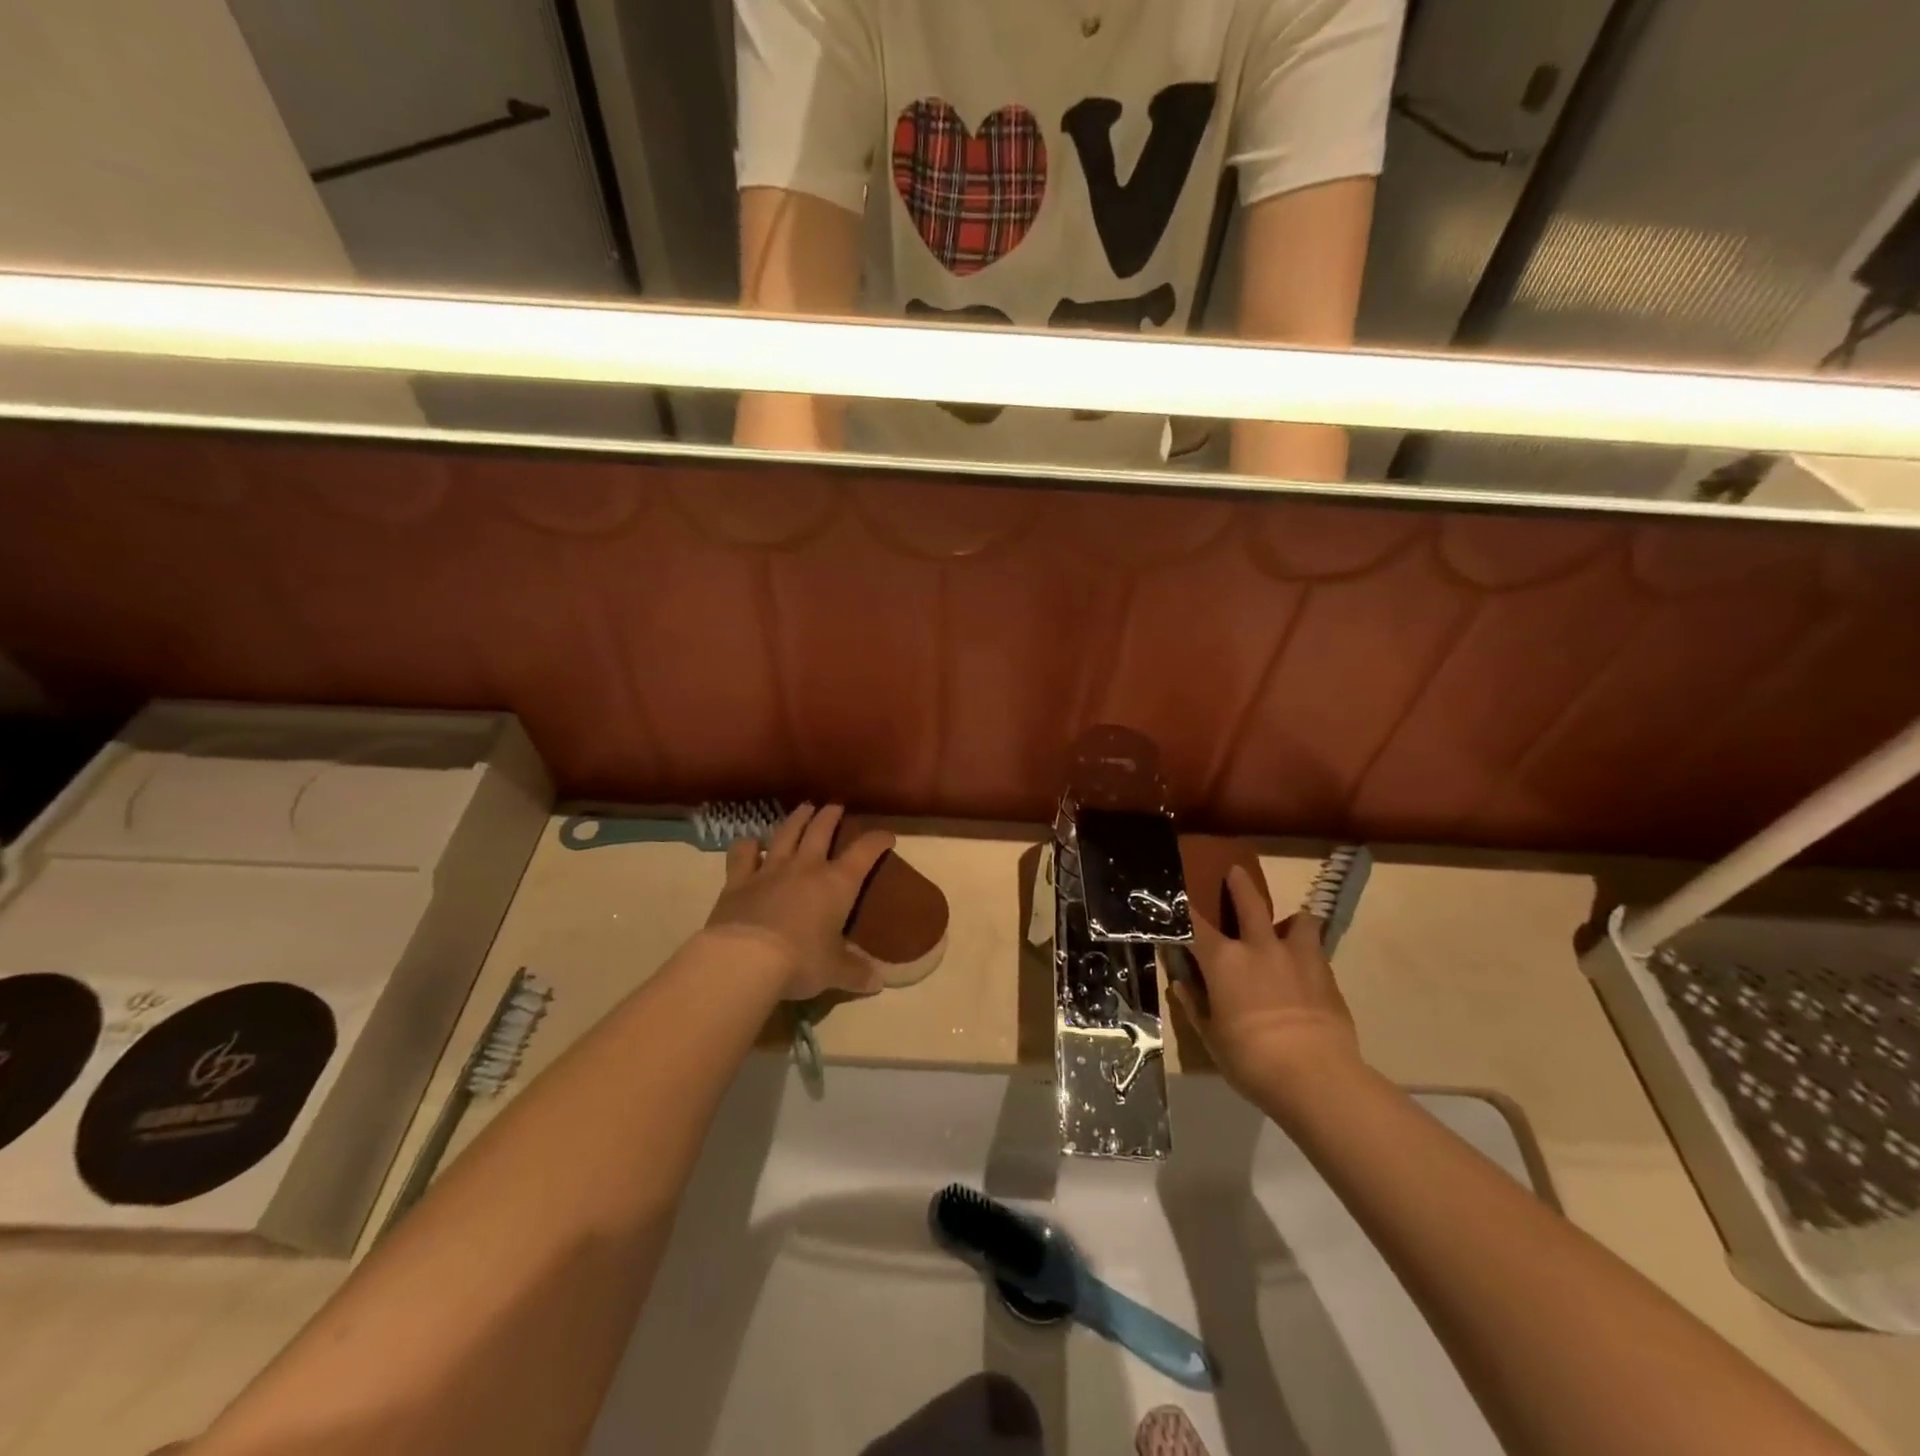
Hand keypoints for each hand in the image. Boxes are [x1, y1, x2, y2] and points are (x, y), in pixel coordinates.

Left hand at [703, 803, 895, 1000]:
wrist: (746, 960)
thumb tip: (877, 982)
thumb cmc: (801, 962)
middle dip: (831, 816)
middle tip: (835, 806)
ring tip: (804, 809)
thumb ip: (856, 973)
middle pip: (821, 831)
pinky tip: (749, 842)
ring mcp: (770, 870)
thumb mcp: (835, 971)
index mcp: (837, 884)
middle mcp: (806, 868)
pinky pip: (743, 855)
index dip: (877, 840)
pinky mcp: (738, 881)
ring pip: (786, 834)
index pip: (864, 852)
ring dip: (797, 819)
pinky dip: (747, 846)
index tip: (887, 836)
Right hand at [1174, 866, 1363, 1106]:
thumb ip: (1195, 1006)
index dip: (1183, 911)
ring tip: (1288, 928)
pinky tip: (1306, 969)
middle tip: (1235, 871)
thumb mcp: (1211, 1037)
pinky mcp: (1327, 975)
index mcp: (1223, 960)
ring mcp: (1297, 957)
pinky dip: (1308, 952)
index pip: (1194, 925)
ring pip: (1298, 920)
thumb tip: (1182, 984)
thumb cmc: (1251, 1059)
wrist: (1316, 1077)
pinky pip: (1316, 950)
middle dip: (1239, 885)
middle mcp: (1258, 947)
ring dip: (1290, 921)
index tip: (1176, 901)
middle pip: (1249, 903)